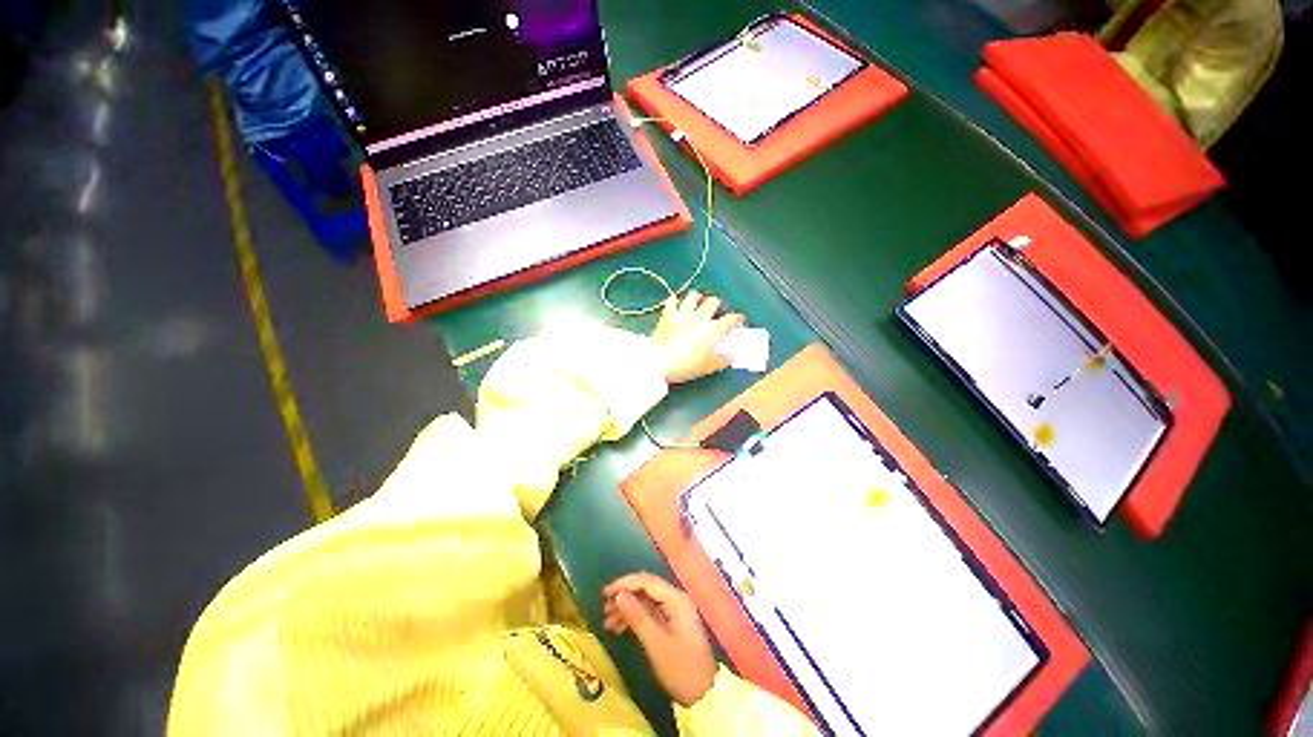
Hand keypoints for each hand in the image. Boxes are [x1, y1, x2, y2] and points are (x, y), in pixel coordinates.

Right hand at [603, 573, 717, 706]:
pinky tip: (620, 628)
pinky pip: (650, 613)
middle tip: (604, 608)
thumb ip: (637, 617)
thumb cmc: (681, 668)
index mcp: (675, 599)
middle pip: (646, 589)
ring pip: (646, 601)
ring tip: (608, 622)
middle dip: (625, 596)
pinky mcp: (672, 624)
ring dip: (627, 608)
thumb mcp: (656, 644)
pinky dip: (634, 618)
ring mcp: (674, 611)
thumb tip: (619, 595)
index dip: (625, 584)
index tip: (605, 593)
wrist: (704, 695)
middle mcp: (675, 599)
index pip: (647, 582)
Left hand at [649, 291, 744, 384]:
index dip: (737, 318)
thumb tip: (730, 355)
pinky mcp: (667, 316)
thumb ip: (722, 359)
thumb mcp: (708, 367)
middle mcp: (699, 318)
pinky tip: (675, 302)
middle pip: (713, 302)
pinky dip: (674, 301)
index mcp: (712, 330)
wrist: (659, 363)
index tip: (738, 321)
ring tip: (699, 301)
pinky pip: (671, 301)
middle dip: (718, 304)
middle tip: (718, 309)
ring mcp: (682, 315)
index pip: (731, 319)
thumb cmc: (686, 366)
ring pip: (693, 296)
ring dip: (698, 297)